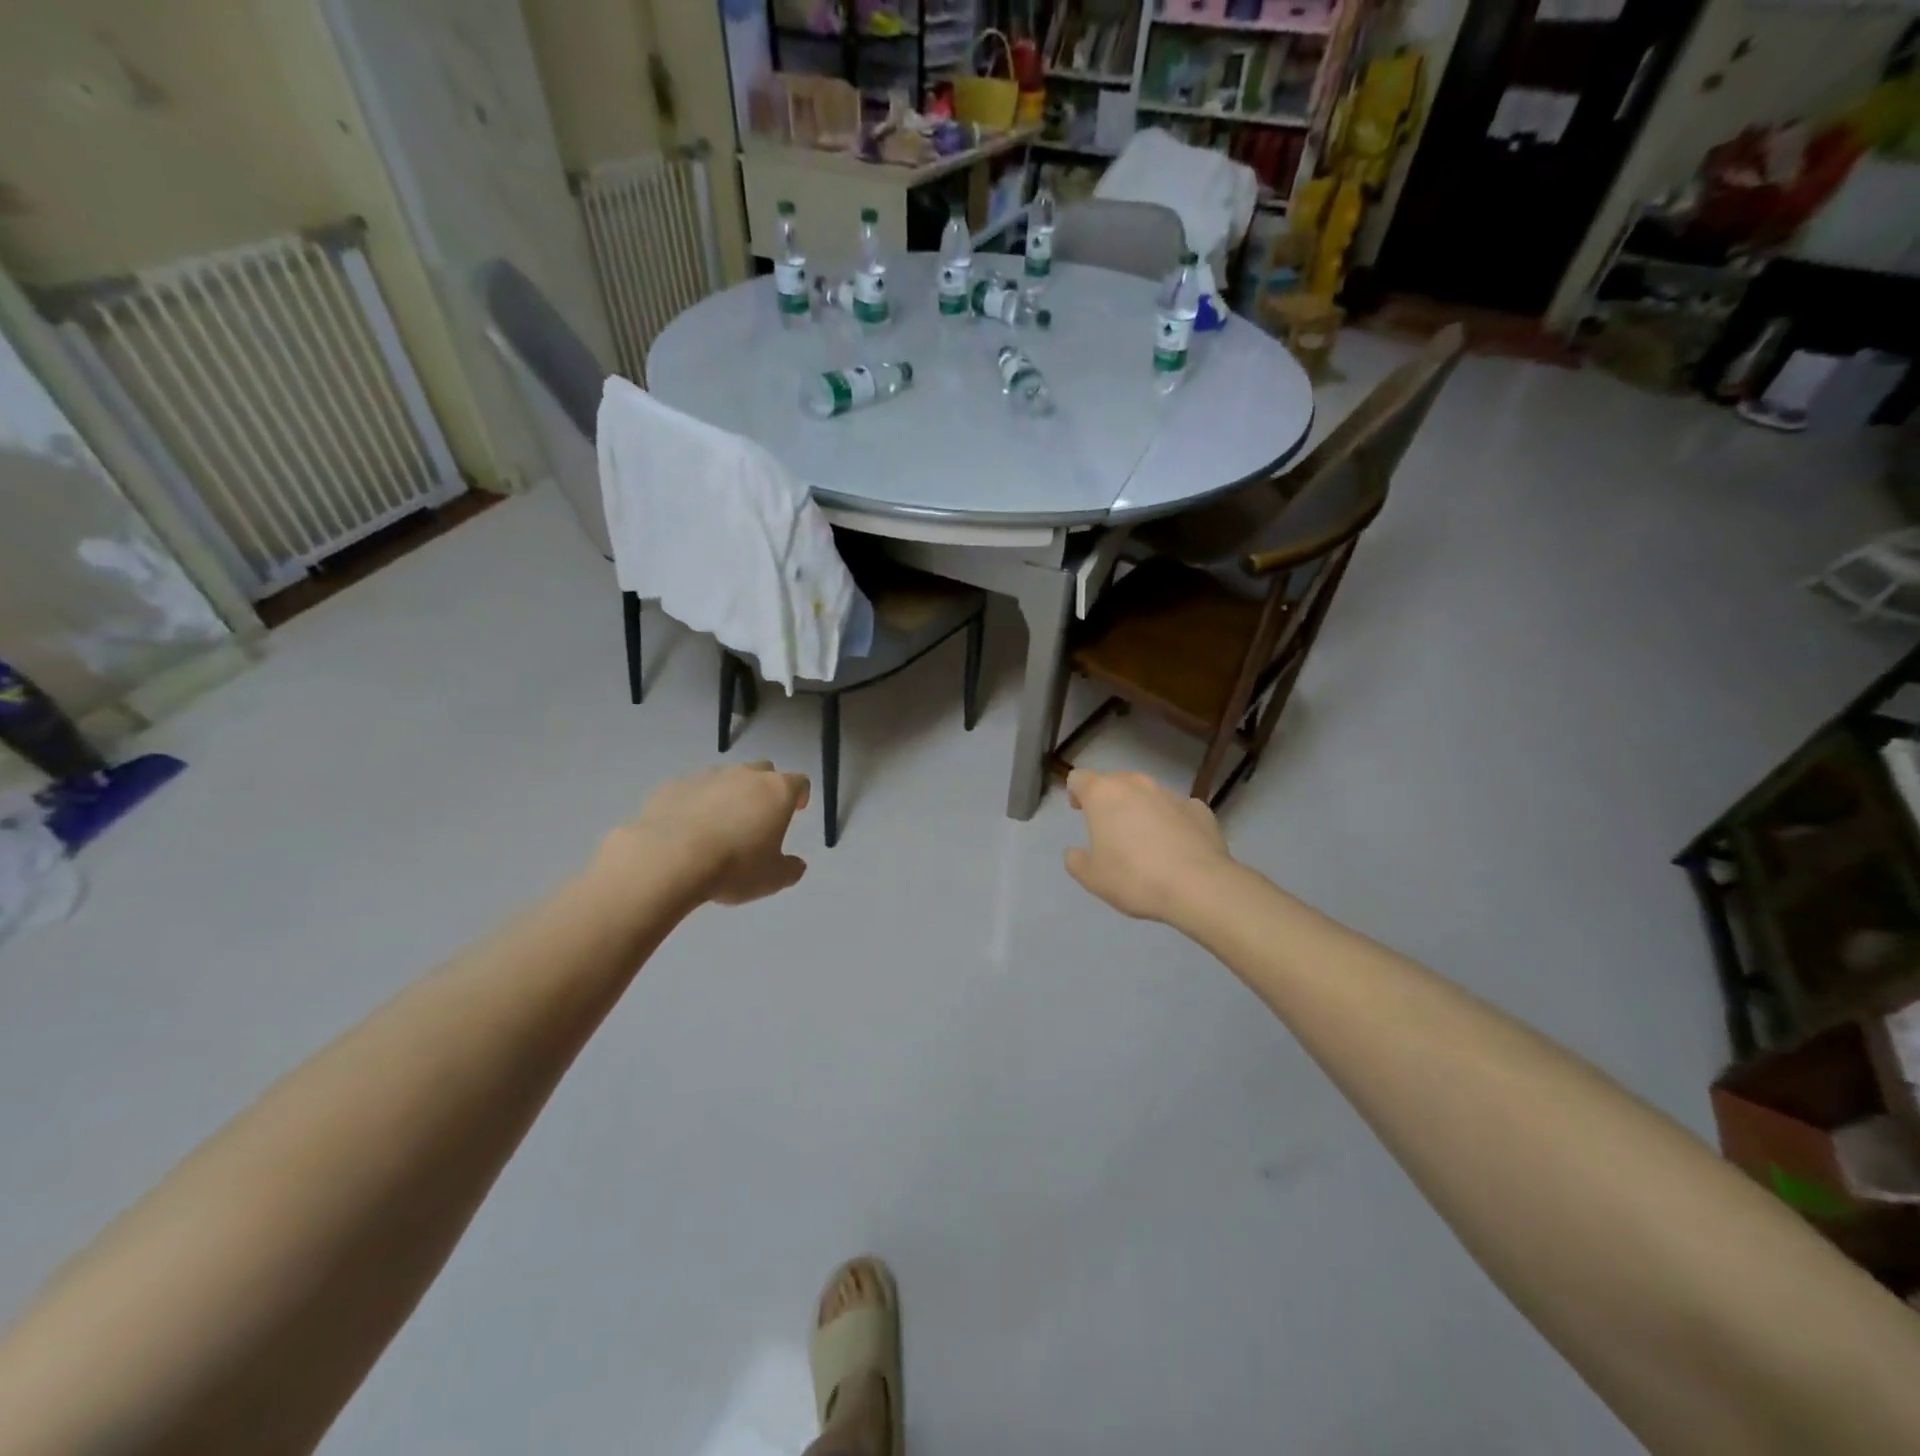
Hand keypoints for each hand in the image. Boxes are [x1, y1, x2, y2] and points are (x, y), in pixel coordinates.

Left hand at [613, 761, 810, 905]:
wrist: (669, 859)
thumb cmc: (734, 867)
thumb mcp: (772, 879)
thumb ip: (790, 869)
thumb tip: (796, 865)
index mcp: (776, 792)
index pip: (798, 782)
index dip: (800, 795)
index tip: (797, 809)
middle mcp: (744, 775)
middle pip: (763, 771)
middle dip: (764, 789)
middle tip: (759, 816)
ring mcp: (706, 777)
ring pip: (725, 778)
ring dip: (729, 795)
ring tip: (720, 825)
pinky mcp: (673, 786)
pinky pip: (692, 791)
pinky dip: (696, 803)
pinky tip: (688, 829)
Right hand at [1063, 768, 1233, 922]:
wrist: (1198, 886)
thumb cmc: (1134, 878)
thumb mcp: (1092, 878)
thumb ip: (1076, 861)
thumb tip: (1074, 853)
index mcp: (1103, 794)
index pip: (1080, 778)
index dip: (1076, 792)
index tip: (1079, 810)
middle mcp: (1136, 785)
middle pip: (1115, 780)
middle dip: (1109, 799)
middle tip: (1109, 827)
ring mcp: (1171, 794)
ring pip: (1148, 794)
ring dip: (1141, 809)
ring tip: (1144, 840)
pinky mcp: (1199, 809)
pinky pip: (1177, 809)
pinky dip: (1172, 821)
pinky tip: (1176, 845)